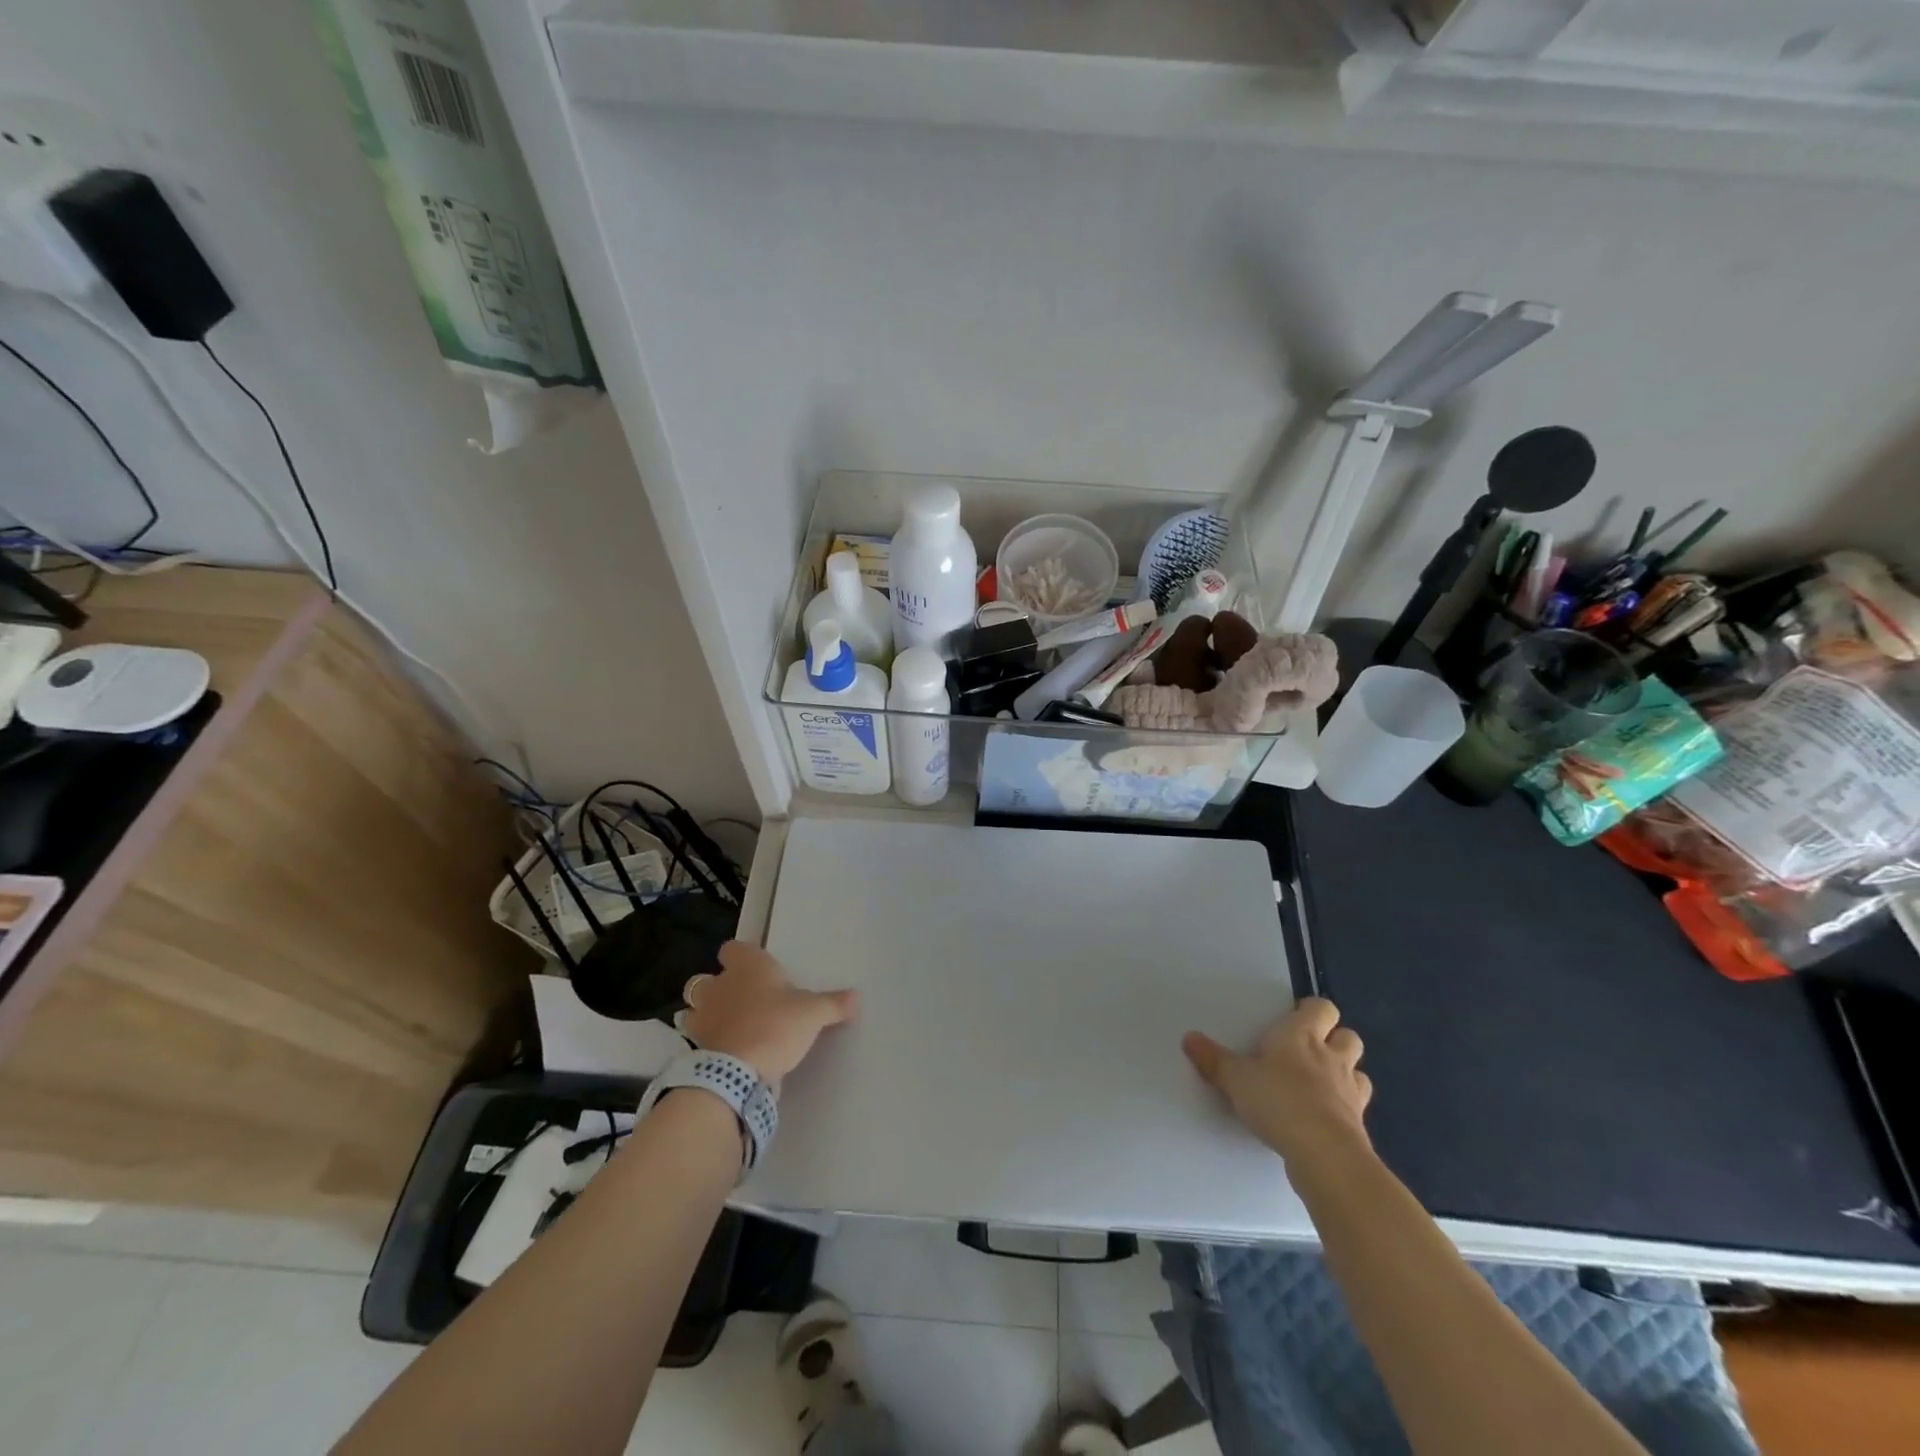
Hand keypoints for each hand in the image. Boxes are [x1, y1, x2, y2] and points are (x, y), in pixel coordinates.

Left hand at [681, 941, 856, 1081]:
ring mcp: (703, 1016)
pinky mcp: (696, 1046)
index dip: (742, 957)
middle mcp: (719, 984)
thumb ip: (833, 1004)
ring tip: (729, 1026)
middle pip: (707, 978)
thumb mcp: (813, 1013)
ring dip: (707, 1014)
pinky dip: (708, 1041)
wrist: (738, 1072)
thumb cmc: (776, 1025)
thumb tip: (856, 997)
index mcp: (747, 966)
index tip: (756, 969)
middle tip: (742, 1000)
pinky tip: (725, 1050)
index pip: (733, 948)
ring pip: (696, 1007)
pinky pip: (698, 1037)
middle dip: (719, 987)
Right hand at [1183, 997, 1371, 1169]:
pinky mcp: (1358, 1125)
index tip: (1295, 1019)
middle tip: (1309, 1051)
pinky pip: (1356, 1107)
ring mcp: (1349, 1091)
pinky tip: (1326, 1118)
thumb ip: (1213, 1059)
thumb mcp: (1235, 1078)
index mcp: (1301, 1036)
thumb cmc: (1278, 1100)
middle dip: (1335, 1040)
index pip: (1321, 1008)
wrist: (1324, 1153)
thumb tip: (1189, 1038)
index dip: (1312, 1011)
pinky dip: (1345, 1108)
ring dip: (1345, 1074)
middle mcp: (1331, 1057)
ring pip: (1358, 1071)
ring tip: (1321, 1084)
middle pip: (1348, 1036)